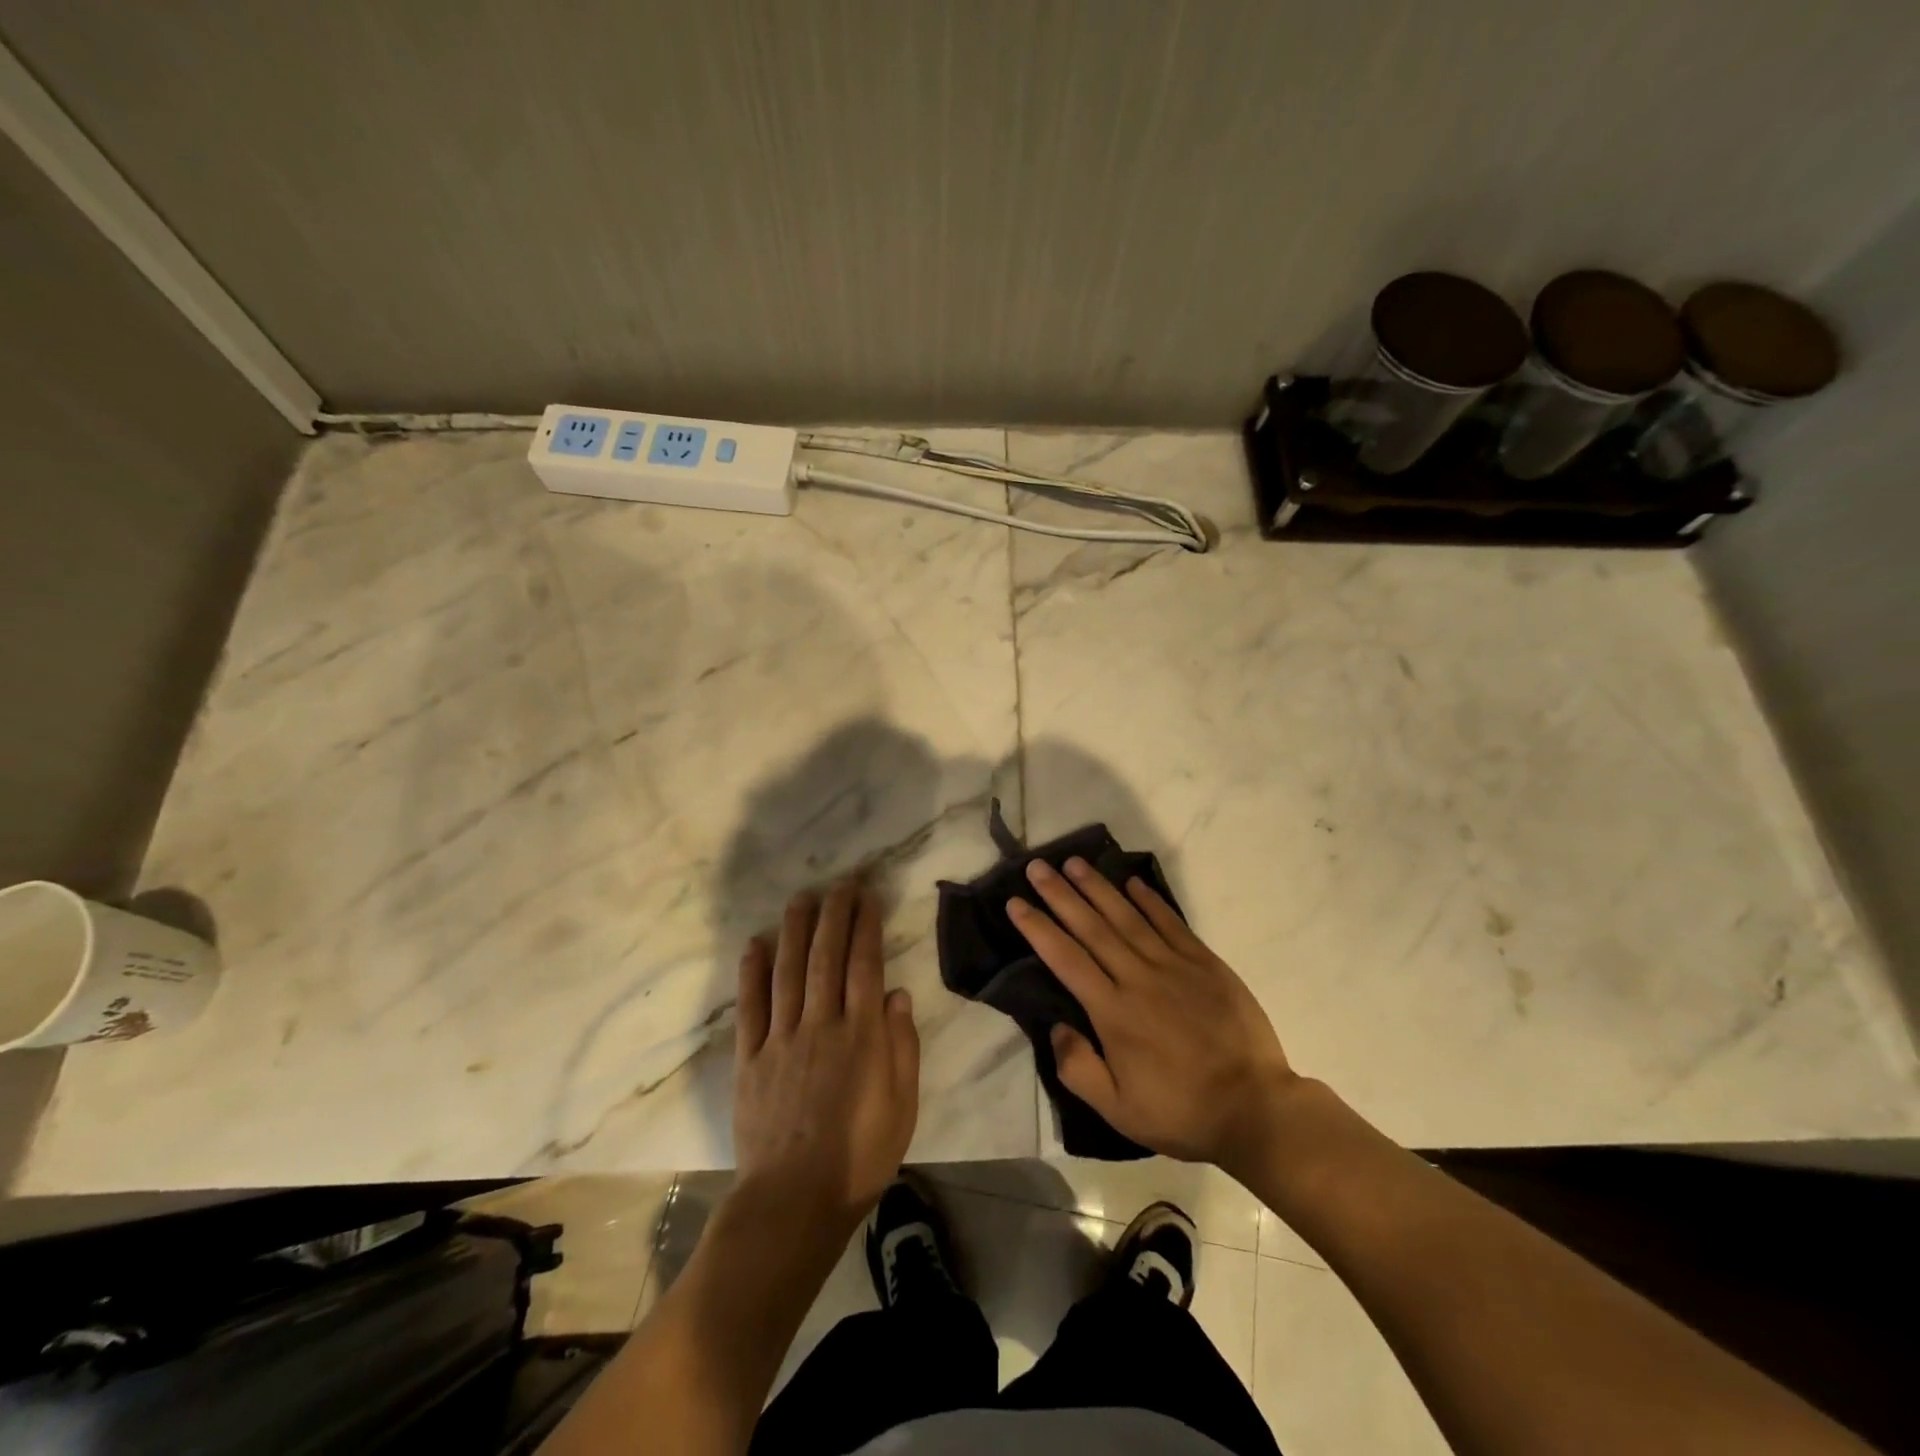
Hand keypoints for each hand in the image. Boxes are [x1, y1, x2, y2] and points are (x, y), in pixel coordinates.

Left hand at [733, 880, 920, 1231]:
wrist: (793, 1202)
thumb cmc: (860, 1157)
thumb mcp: (902, 1106)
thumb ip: (902, 1047)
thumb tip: (896, 994)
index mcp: (861, 1036)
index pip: (864, 965)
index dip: (866, 927)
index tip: (867, 898)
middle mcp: (821, 1025)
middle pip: (826, 957)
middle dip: (833, 915)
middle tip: (839, 884)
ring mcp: (781, 1039)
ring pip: (788, 971)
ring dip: (794, 930)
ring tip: (801, 898)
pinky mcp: (750, 1059)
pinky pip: (750, 1007)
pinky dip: (751, 972)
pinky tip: (755, 944)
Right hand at [1008, 858, 1295, 1177]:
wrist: (1255, 1108)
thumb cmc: (1181, 1112)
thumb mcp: (1118, 1110)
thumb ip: (1078, 1068)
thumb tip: (1056, 1026)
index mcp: (1113, 1012)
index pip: (1066, 958)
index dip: (1038, 928)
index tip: (1016, 902)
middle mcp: (1138, 978)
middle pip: (1091, 927)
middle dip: (1061, 894)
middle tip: (1037, 866)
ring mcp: (1174, 966)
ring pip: (1127, 917)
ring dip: (1098, 887)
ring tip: (1075, 862)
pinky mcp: (1205, 963)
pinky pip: (1171, 923)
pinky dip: (1150, 900)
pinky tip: (1132, 881)